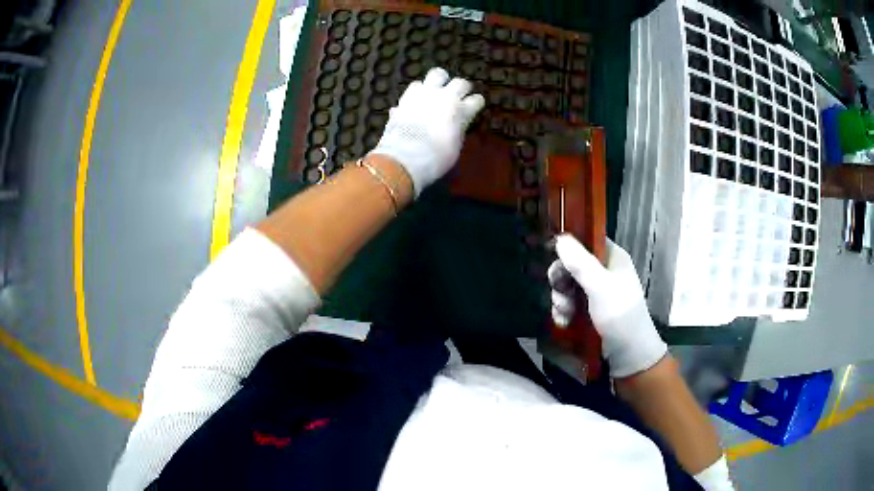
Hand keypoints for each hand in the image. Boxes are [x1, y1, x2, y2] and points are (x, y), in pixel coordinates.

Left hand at [369, 67, 484, 197]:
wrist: (406, 156)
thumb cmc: (436, 159)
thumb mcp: (454, 147)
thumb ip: (456, 130)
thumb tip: (452, 125)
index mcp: (462, 112)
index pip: (477, 100)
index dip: (476, 103)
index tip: (474, 106)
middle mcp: (447, 97)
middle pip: (460, 82)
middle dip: (461, 88)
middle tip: (457, 95)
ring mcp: (426, 93)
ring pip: (437, 73)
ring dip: (439, 80)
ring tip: (436, 88)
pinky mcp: (407, 95)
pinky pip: (416, 84)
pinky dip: (419, 90)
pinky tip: (417, 98)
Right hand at [548, 234, 666, 377]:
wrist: (629, 354)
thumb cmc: (620, 315)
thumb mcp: (600, 286)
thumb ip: (580, 263)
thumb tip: (560, 238)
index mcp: (612, 258)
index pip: (586, 241)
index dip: (568, 248)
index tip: (553, 259)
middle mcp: (605, 271)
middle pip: (573, 264)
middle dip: (561, 280)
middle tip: (558, 293)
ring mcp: (597, 291)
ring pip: (568, 285)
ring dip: (561, 299)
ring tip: (563, 313)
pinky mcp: (590, 310)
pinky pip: (570, 303)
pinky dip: (564, 311)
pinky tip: (563, 322)